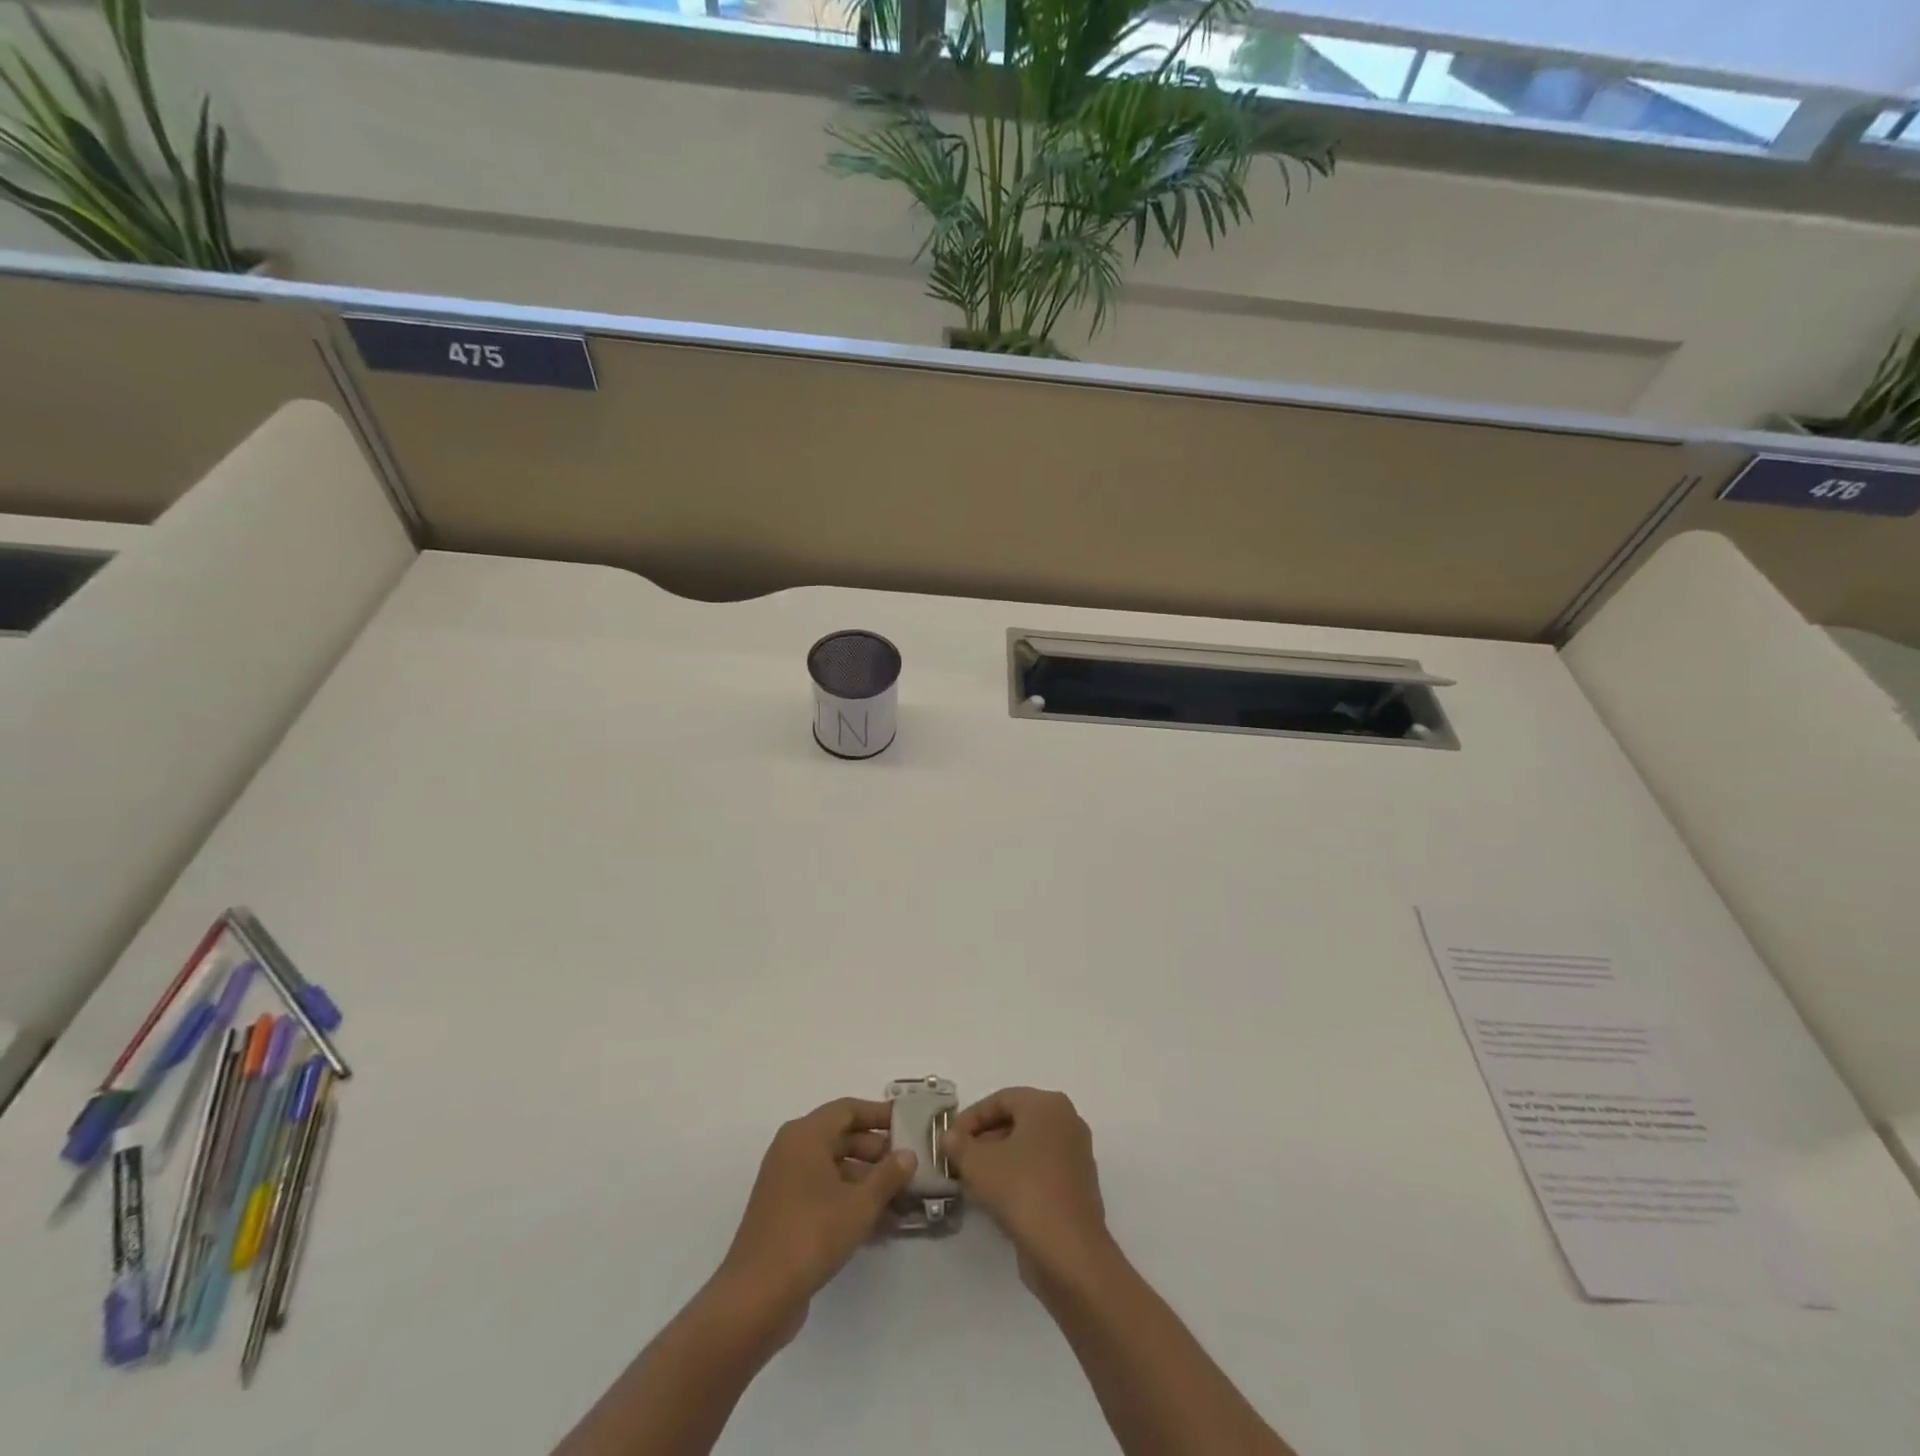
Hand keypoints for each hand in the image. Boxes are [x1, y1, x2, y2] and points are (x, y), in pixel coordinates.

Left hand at [714, 1097, 916, 1342]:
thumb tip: (908, 1154)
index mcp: (806, 1135)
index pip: (848, 1109)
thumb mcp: (859, 1204)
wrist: (756, 1296)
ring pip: (835, 1169)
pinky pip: (824, 1193)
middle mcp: (792, 1150)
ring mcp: (786, 1182)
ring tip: (902, 1202)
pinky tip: (880, 1225)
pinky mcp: (785, 1212)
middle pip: (842, 1138)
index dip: (879, 1114)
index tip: (907, 1124)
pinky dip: (850, 1201)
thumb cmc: (811, 1235)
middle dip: (877, 1153)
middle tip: (909, 1168)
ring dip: (867, 1182)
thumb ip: (888, 1176)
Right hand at [941, 1087, 1111, 1287]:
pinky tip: (996, 1198)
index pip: (1000, 1100)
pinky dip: (1017, 1176)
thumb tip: (950, 1137)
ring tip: (971, 1180)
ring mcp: (1075, 1154)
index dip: (970, 1118)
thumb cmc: (1022, 1190)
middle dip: (983, 1138)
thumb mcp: (978, 1164)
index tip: (949, 1140)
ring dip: (998, 1159)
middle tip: (958, 1159)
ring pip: (1028, 1147)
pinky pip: (1040, 1169)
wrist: (1068, 1251)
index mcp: (1047, 1104)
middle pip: (1016, 1121)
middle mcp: (1066, 1121)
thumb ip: (958, 1145)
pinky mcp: (1077, 1186)